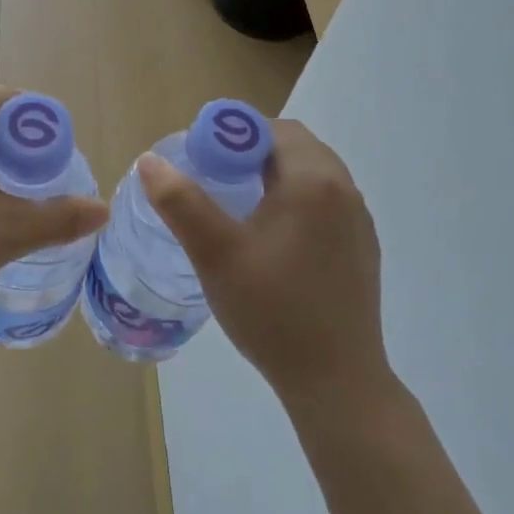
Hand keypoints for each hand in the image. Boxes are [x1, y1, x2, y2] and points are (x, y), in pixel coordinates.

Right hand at [138, 119, 389, 409]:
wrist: (338, 384)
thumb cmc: (273, 312)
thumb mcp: (215, 254)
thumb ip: (180, 202)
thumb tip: (150, 161)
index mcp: (314, 180)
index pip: (273, 129)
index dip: (233, 135)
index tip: (202, 161)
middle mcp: (344, 190)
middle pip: (293, 147)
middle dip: (251, 154)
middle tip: (214, 182)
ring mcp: (358, 221)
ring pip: (310, 174)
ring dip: (273, 176)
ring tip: (237, 208)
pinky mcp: (362, 247)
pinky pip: (325, 202)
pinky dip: (295, 201)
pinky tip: (271, 239)